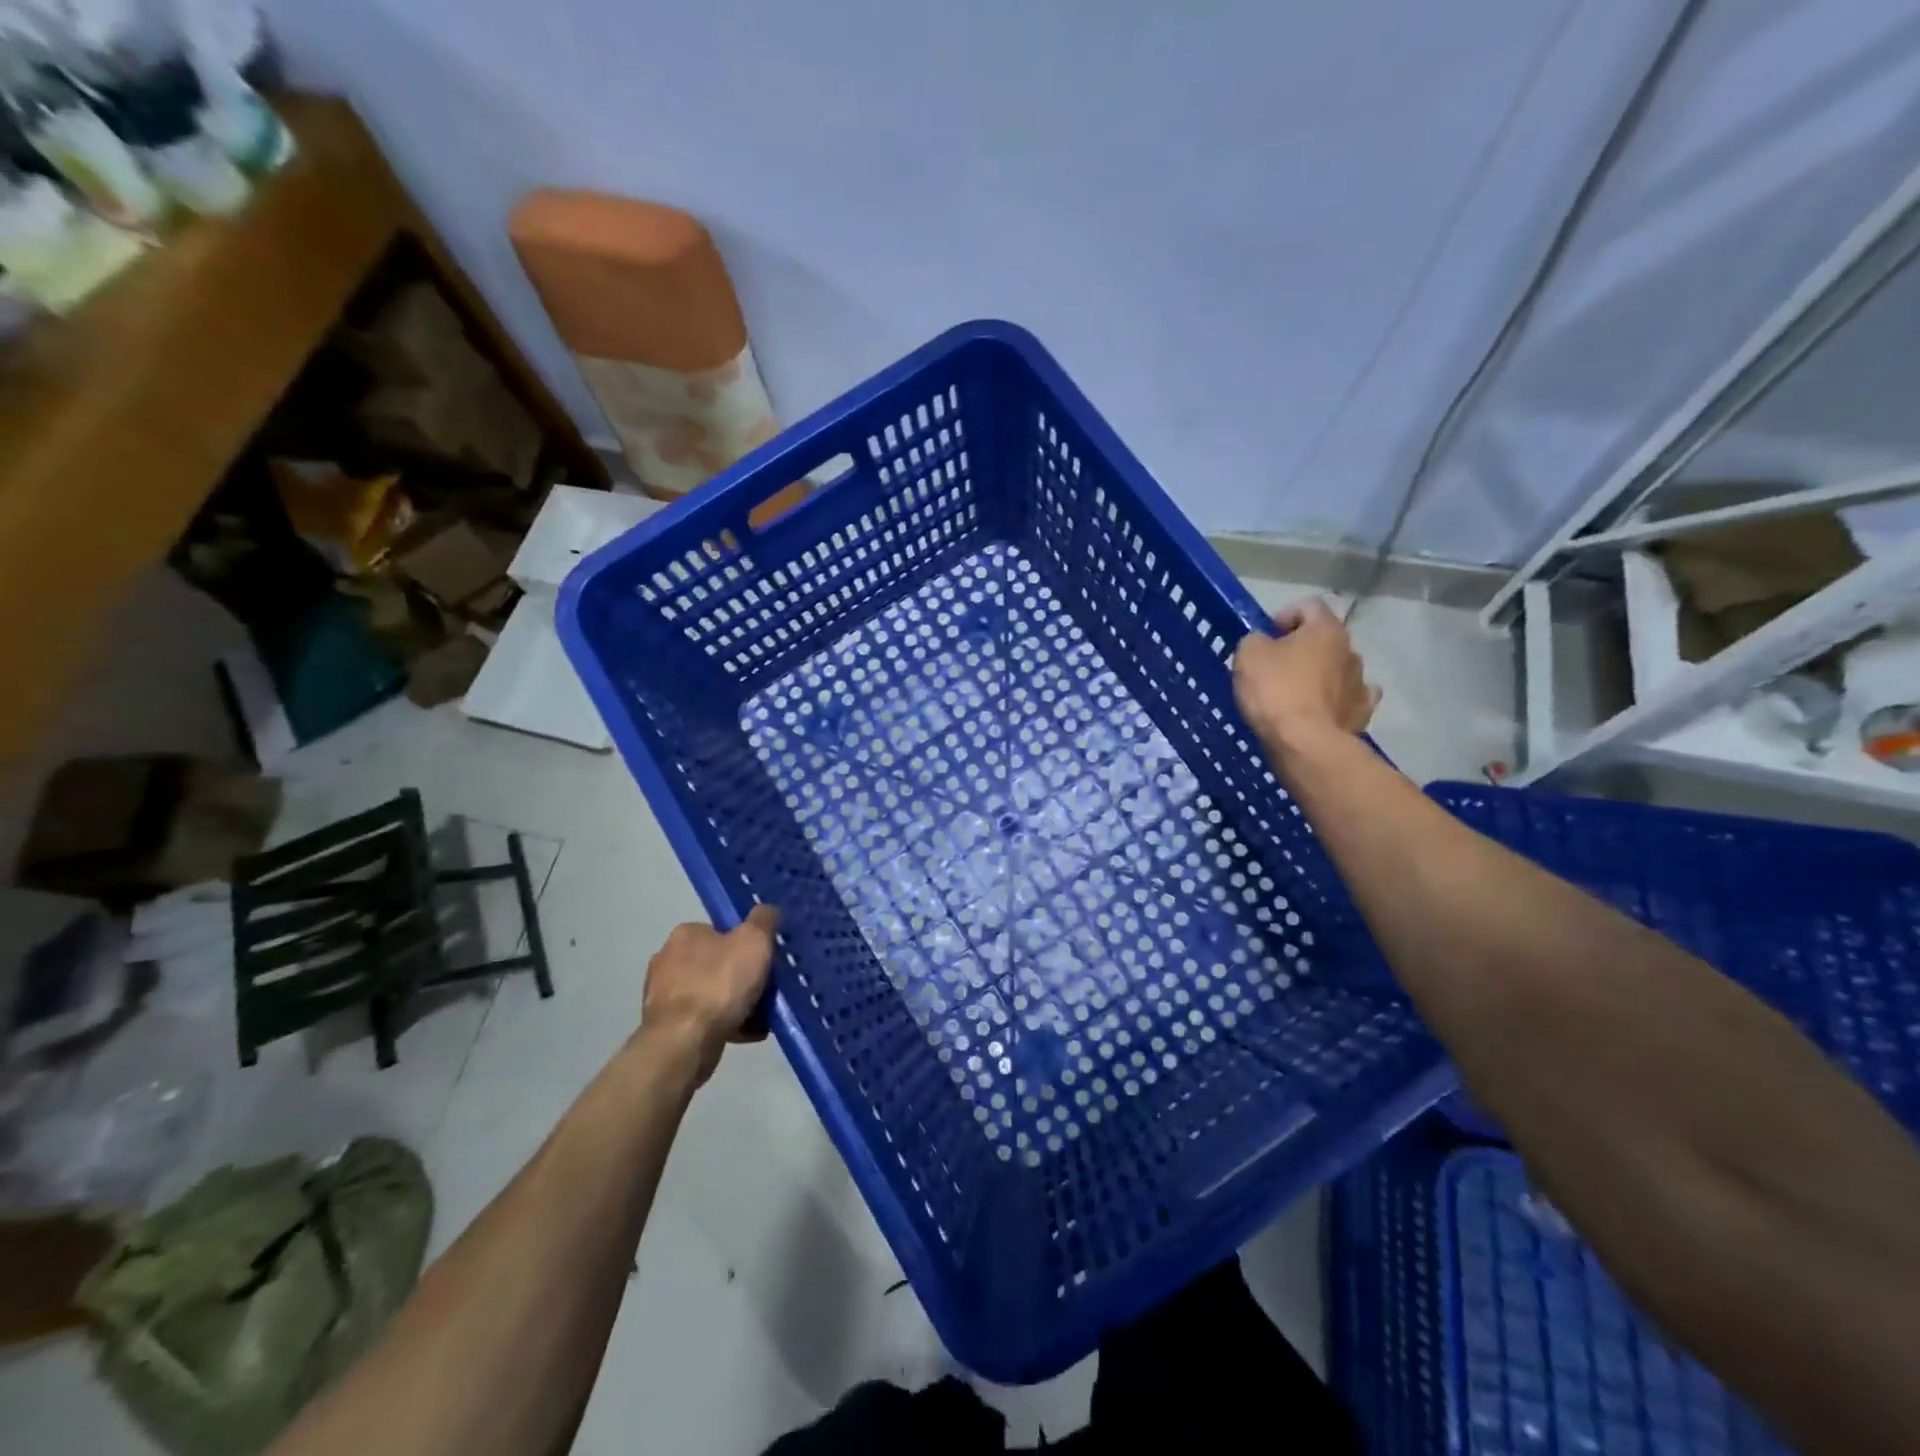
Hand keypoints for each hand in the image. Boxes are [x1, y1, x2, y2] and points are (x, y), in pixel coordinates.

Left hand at [638, 905, 780, 1086]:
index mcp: (685, 934)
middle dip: (740, 976)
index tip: (764, 960)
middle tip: (765, 988)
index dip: (745, 943)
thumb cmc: (719, 984)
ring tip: (761, 1016)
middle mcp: (667, 959)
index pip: (720, 931)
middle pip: (716, 963)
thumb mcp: (754, 941)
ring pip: (711, 993)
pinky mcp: (664, 1027)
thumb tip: (766, 911)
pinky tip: (747, 1033)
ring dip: (734, 1002)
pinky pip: (704, 1019)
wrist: (684, 1043)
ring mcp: (662, 996)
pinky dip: (725, 1024)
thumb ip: (763, 920)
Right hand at [1231, 598, 1379, 757]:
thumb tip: (1264, 644)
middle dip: (1301, 648)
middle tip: (1274, 666)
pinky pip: (1347, 699)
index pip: (1309, 606)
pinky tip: (1319, 710)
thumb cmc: (1275, 690)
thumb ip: (1256, 640)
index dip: (1284, 615)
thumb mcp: (1248, 655)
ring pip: (1337, 669)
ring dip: (1319, 674)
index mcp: (1326, 629)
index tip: (1266, 636)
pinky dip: (1334, 701)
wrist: (1304, 743)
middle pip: (1324, 639)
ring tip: (1293, 694)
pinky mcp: (1361, 714)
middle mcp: (1350, 650)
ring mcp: (1361, 683)